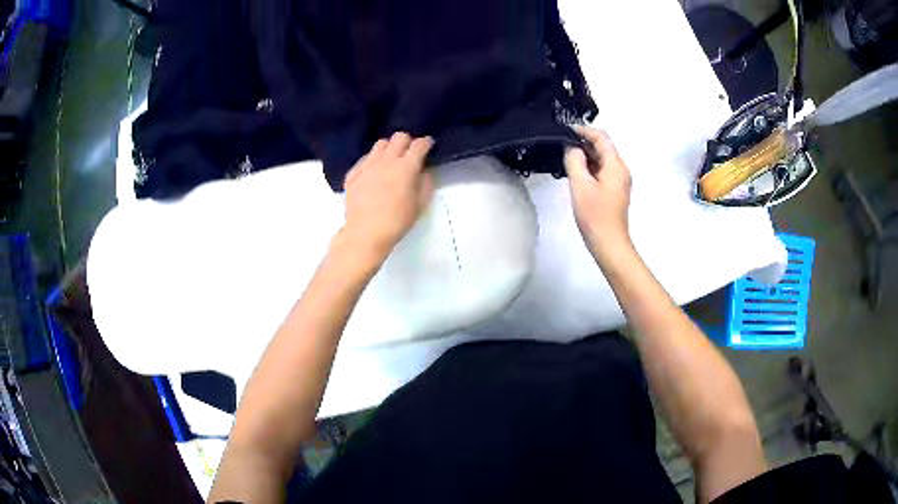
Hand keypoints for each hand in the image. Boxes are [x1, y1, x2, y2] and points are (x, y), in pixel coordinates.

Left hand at [341, 132, 434, 260]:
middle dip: (408, 142)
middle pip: (399, 137)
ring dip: (389, 148)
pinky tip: (374, 172)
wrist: (365, 233)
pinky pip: (365, 158)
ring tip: (391, 160)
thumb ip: (425, 184)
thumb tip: (423, 172)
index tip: (428, 146)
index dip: (426, 143)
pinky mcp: (353, 173)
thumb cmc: (396, 221)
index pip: (419, 145)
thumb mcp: (419, 205)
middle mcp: (386, 160)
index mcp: (405, 167)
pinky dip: (373, 161)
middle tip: (410, 153)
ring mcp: (367, 165)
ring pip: (380, 144)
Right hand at [565, 126, 632, 257]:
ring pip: (601, 160)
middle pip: (602, 147)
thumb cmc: (595, 214)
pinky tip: (575, 174)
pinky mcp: (614, 191)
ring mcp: (619, 181)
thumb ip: (574, 160)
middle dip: (582, 143)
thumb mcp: (580, 184)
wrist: (609, 243)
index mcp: (615, 164)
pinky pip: (601, 171)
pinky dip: (589, 168)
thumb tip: (571, 147)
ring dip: (584, 156)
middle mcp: (620, 169)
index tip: (565, 131)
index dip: (583, 130)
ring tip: (564, 160)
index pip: (601, 137)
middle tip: (561, 146)